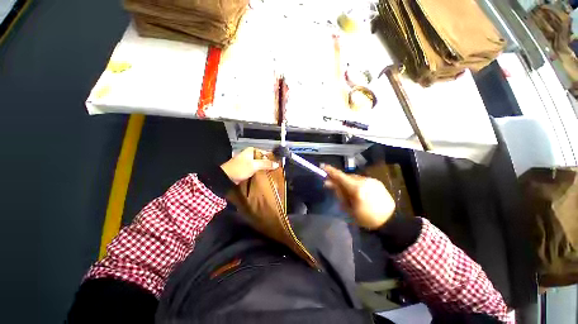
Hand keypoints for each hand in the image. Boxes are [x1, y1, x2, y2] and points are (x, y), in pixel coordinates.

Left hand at [221, 147, 279, 184]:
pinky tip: (263, 175)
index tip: (277, 164)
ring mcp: (247, 161)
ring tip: (271, 173)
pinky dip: (259, 171)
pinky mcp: (245, 168)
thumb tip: (277, 164)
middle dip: (268, 163)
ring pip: (259, 163)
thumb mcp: (254, 165)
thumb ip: (266, 164)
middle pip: (262, 158)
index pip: (265, 152)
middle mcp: (249, 154)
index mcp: (251, 150)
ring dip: (264, 168)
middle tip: (275, 169)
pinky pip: (255, 168)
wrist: (226, 177)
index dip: (271, 158)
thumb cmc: (240, 168)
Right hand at [323, 165, 394, 228]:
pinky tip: (356, 191)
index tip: (322, 166)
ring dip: (347, 182)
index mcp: (357, 189)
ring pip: (354, 178)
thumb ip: (339, 194)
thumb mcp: (349, 209)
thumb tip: (329, 183)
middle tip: (330, 183)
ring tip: (345, 190)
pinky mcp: (377, 182)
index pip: (340, 176)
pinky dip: (356, 183)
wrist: (390, 221)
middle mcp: (365, 181)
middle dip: (338, 179)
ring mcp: (372, 180)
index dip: (330, 171)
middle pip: (347, 176)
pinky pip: (362, 180)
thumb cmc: (367, 219)